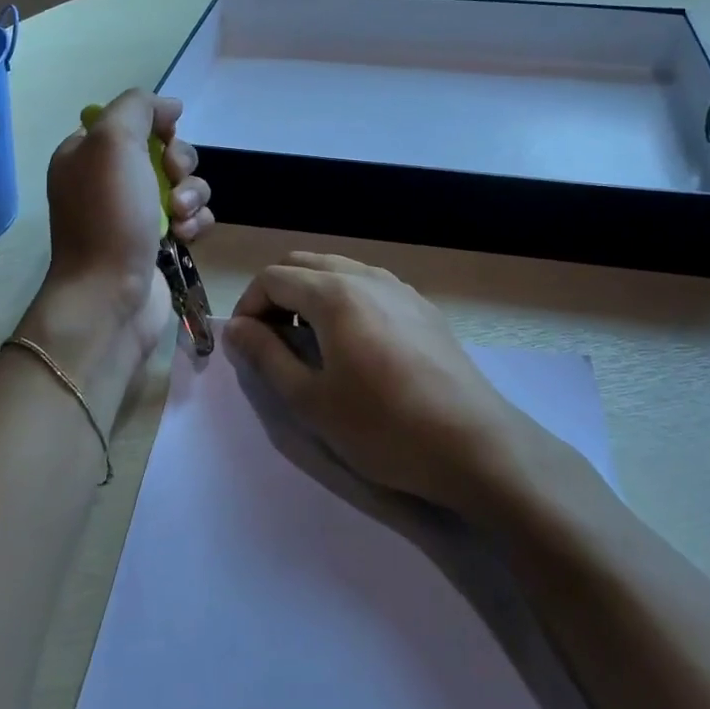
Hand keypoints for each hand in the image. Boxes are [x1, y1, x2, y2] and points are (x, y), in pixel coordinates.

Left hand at [43, 89, 213, 342]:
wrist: (110, 295)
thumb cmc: (108, 216)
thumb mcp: (112, 142)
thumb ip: (138, 107)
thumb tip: (170, 105)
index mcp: (87, 154)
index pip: (131, 121)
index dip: (156, 125)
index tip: (165, 138)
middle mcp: (109, 181)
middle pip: (165, 151)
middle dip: (180, 162)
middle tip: (173, 181)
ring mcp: (135, 214)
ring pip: (185, 183)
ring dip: (193, 194)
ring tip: (182, 217)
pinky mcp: (160, 242)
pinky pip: (193, 217)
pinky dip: (196, 222)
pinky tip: (186, 237)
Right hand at [223, 253, 524, 510]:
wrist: (474, 444)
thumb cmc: (383, 427)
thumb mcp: (310, 400)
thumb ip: (266, 356)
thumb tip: (235, 327)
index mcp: (334, 293)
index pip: (272, 277)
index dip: (248, 306)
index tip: (246, 345)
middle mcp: (366, 276)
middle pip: (304, 264)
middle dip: (277, 294)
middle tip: (273, 341)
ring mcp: (399, 288)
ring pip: (339, 270)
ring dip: (311, 294)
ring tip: (310, 343)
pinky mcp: (423, 306)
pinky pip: (369, 285)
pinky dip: (345, 300)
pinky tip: (355, 345)